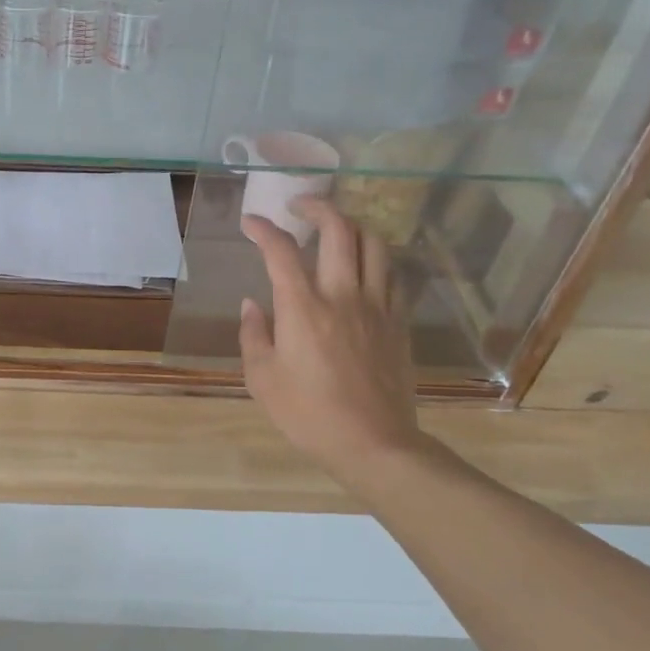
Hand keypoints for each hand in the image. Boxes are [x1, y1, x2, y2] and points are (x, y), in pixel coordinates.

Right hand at [238, 198, 437, 489]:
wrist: (373, 443)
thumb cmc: (308, 414)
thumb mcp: (262, 378)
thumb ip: (254, 334)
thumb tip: (254, 304)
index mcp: (303, 307)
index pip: (281, 251)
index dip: (263, 229)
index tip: (251, 222)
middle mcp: (343, 295)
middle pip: (339, 229)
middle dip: (317, 207)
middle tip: (299, 207)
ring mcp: (377, 306)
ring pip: (374, 244)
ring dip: (352, 226)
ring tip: (335, 229)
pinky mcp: (398, 322)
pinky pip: (392, 275)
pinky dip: (374, 259)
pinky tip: (362, 268)